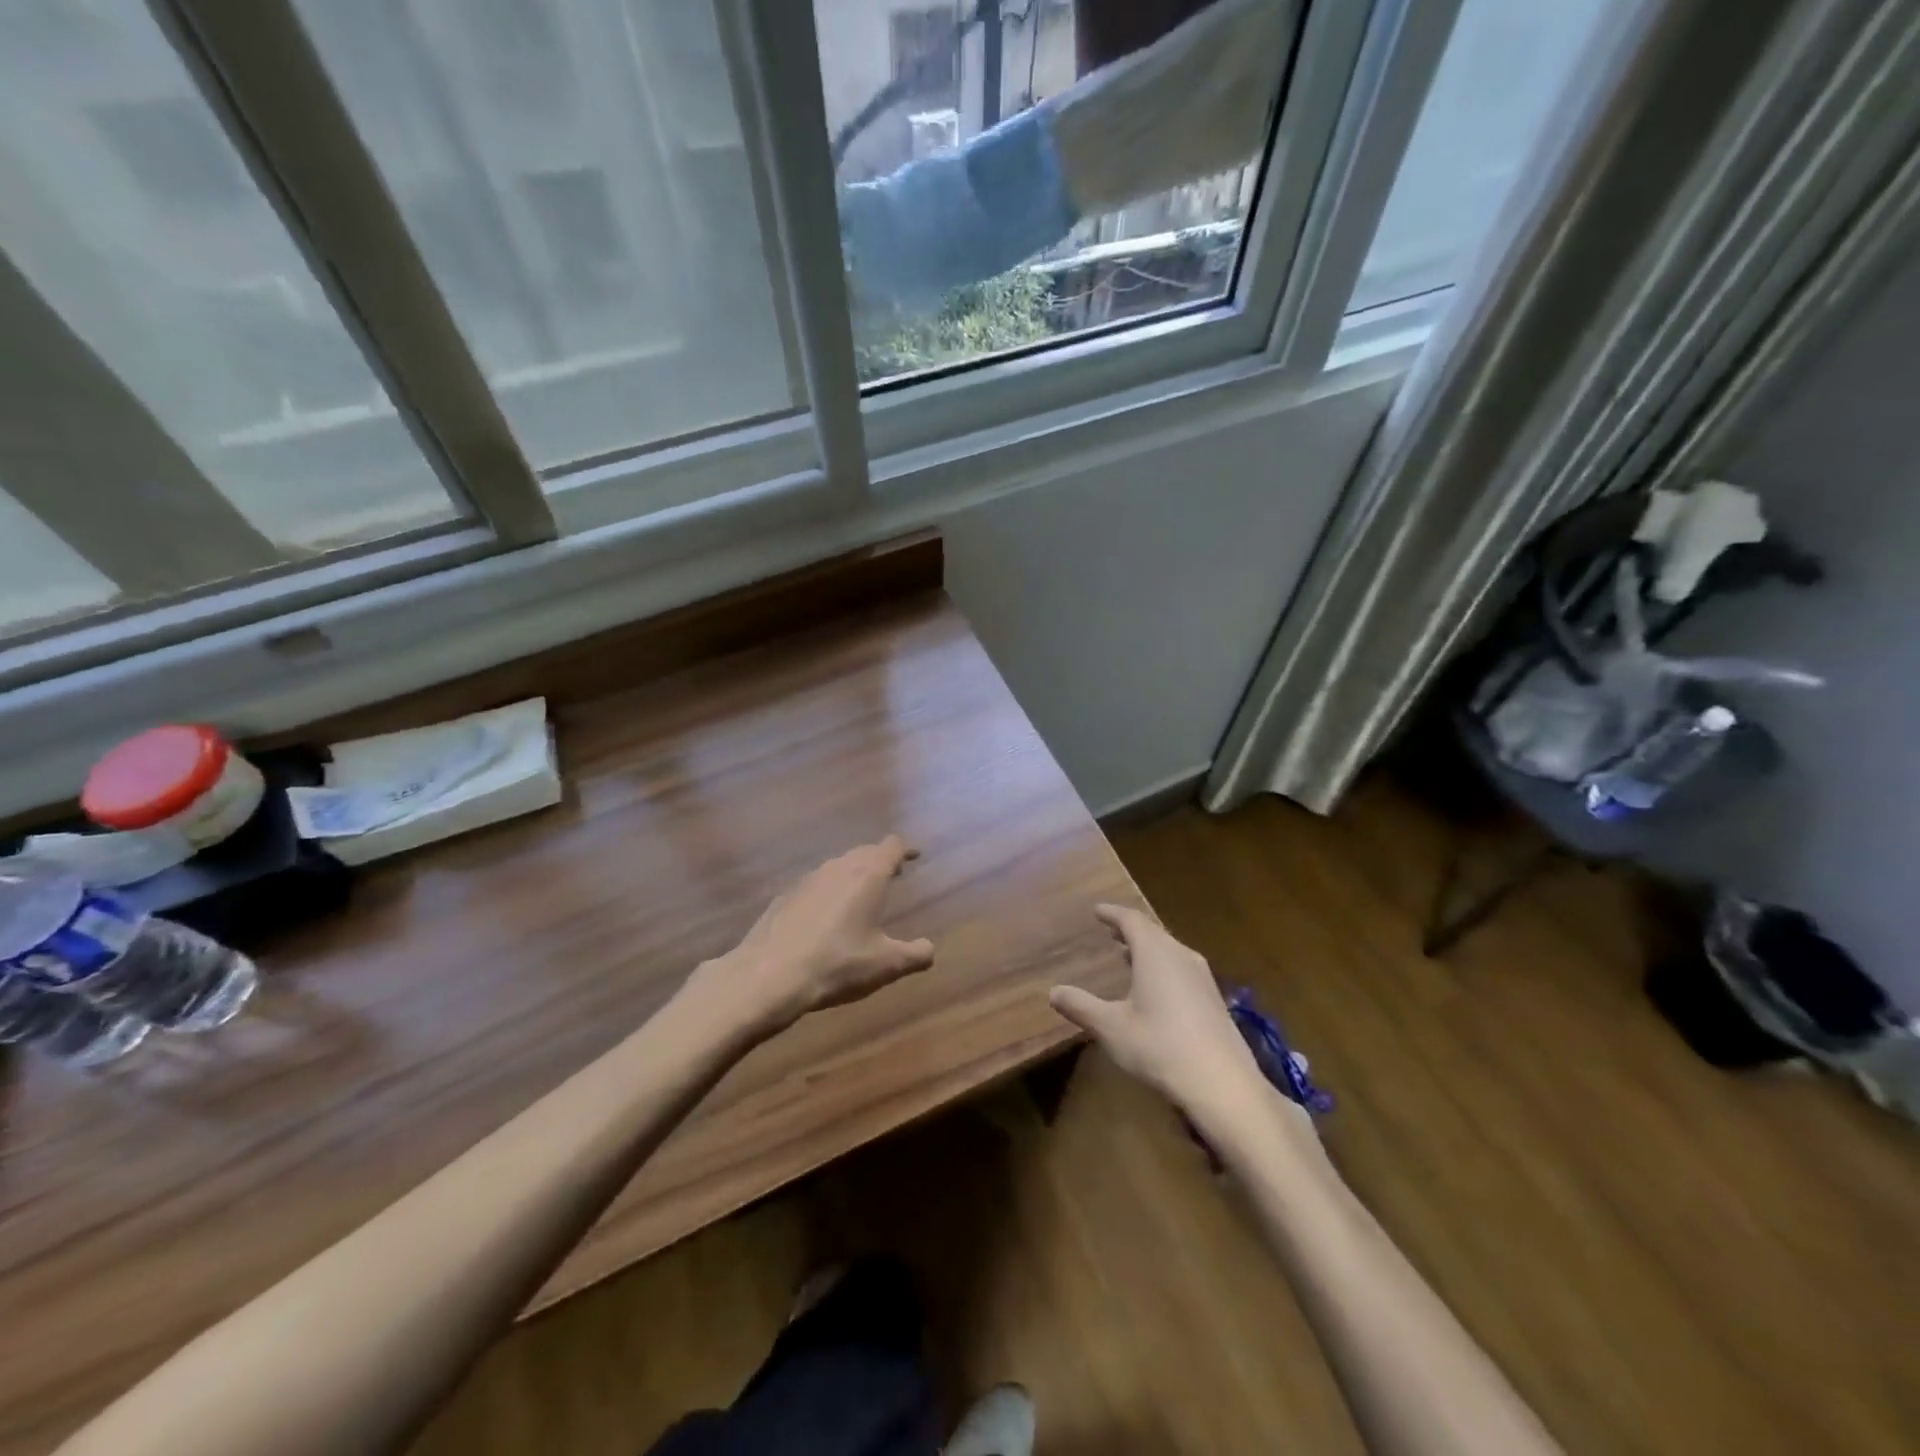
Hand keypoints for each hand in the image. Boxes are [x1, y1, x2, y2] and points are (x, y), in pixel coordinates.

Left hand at [688, 837, 934, 1036]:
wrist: (768, 976)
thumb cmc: (836, 965)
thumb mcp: (885, 965)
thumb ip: (915, 954)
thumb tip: (929, 949)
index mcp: (866, 876)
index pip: (890, 848)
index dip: (904, 849)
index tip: (914, 855)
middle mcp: (837, 869)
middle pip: (863, 852)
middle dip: (879, 859)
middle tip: (892, 872)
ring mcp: (806, 881)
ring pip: (836, 867)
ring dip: (852, 874)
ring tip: (860, 892)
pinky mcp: (783, 898)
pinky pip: (814, 886)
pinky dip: (827, 892)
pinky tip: (824, 916)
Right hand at [1050, 904, 1265, 1123]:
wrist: (1223, 1084)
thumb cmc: (1160, 1047)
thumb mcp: (1112, 1028)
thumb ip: (1081, 1007)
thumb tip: (1053, 992)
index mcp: (1155, 953)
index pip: (1131, 920)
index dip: (1112, 913)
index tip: (1097, 910)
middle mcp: (1181, 955)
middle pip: (1153, 932)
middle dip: (1130, 930)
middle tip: (1111, 930)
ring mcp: (1202, 977)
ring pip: (1170, 950)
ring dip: (1147, 949)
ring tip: (1128, 956)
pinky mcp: (1214, 999)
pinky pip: (1182, 968)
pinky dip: (1162, 966)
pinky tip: (1156, 988)